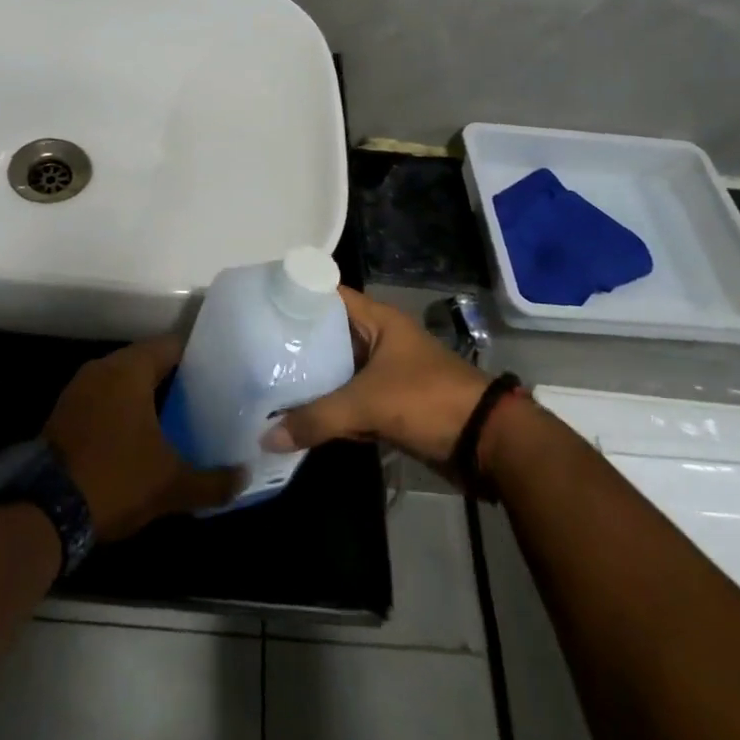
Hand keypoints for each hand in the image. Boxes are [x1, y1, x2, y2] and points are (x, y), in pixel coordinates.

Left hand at [43, 334, 242, 540]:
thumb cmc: (115, 479)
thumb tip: (244, 476)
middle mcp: (103, 368)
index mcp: (130, 368)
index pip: (172, 346)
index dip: (199, 358)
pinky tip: (140, 435)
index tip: (221, 375)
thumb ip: (213, 480)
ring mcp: (79, 389)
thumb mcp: (171, 485)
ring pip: (123, 381)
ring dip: (146, 396)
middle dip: (174, 379)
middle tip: (205, 399)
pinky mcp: (64, 412)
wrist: (44, 510)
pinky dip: (122, 410)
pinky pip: (103, 399)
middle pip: (147, 361)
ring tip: (177, 417)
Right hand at [261, 288, 490, 476]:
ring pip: (337, 370)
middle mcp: (378, 340)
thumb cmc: (427, 401)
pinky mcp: (388, 403)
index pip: (328, 295)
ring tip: (265, 381)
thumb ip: (317, 418)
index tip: (259, 306)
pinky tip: (297, 416)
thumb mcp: (368, 404)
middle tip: (253, 348)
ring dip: (311, 379)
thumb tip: (266, 436)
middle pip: (328, 334)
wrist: (486, 443)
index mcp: (378, 321)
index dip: (297, 297)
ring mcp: (384, 372)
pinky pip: (349, 399)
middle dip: (296, 343)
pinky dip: (328, 407)